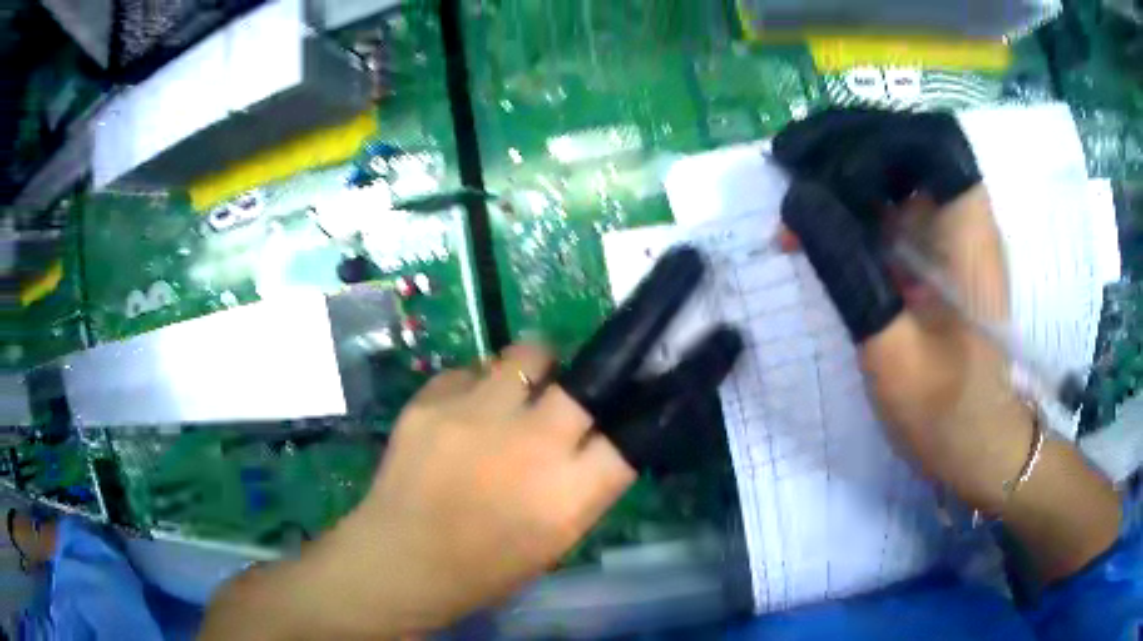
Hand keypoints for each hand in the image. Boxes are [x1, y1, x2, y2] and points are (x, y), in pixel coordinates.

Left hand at [292, 345, 635, 635]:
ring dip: (529, 371)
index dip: (622, 430)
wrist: (399, 561)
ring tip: (511, 392)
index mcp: (567, 496)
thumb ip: (580, 491)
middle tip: (564, 398)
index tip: (610, 426)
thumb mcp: (553, 543)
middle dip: (582, 387)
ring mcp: (475, 416)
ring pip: (525, 356)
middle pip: (584, 386)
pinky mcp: (430, 401)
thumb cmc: (482, 569)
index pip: (625, 441)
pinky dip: (473, 388)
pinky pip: (468, 372)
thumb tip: (592, 444)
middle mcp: (530, 446)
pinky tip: (459, 416)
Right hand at [773, 109, 1028, 510]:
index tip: (813, 169)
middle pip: (905, 144)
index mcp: (968, 231)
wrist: (980, 448)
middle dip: (843, 148)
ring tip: (793, 202)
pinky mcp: (938, 256)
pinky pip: (892, 210)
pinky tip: (818, 233)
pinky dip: (852, 211)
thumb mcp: (893, 351)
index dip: (868, 138)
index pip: (927, 140)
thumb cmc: (947, 413)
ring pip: (895, 173)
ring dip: (842, 176)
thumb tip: (797, 200)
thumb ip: (849, 271)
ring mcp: (952, 235)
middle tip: (786, 165)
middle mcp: (964, 217)